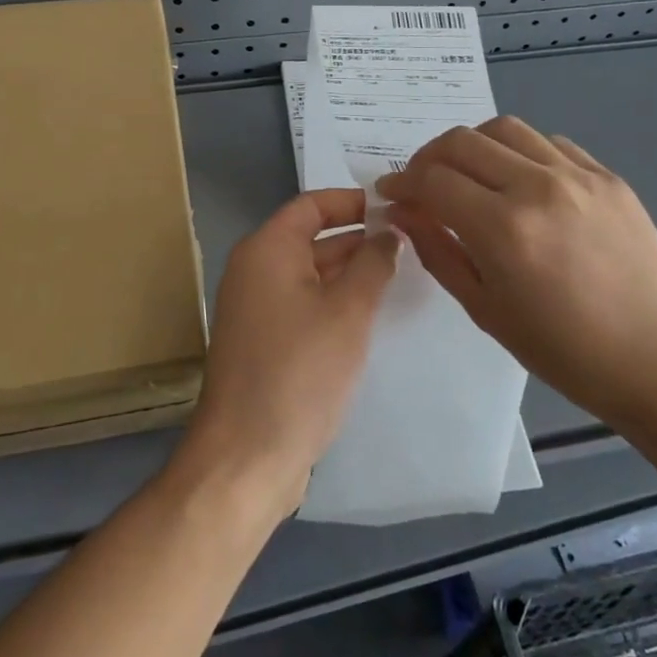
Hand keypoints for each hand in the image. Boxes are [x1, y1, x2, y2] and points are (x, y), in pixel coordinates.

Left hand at [181, 189, 399, 514]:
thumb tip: (388, 232)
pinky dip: (334, 300)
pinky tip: (370, 313)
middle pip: (310, 237)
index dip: (353, 201)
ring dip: (349, 271)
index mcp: (267, 250)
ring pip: (309, 273)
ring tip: (400, 272)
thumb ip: (373, 264)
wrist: (246, 454)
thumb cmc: (300, 371)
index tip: (396, 206)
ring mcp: (256, 307)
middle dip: (357, 236)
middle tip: (410, 240)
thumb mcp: (348, 312)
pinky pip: (303, 303)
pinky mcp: (263, 341)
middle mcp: (255, 270)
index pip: (312, 205)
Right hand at [376, 117, 656, 428]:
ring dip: (472, 145)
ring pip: (505, 128)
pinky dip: (519, 151)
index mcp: (503, 228)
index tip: (390, 194)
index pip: (433, 180)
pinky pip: (549, 143)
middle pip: (462, 141)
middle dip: (428, 157)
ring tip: (468, 174)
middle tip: (420, 183)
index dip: (402, 183)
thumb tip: (404, 211)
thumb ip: (439, 250)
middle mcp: (538, 187)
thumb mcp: (486, 309)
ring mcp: (578, 176)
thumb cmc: (565, 351)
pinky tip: (519, 181)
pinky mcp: (608, 176)